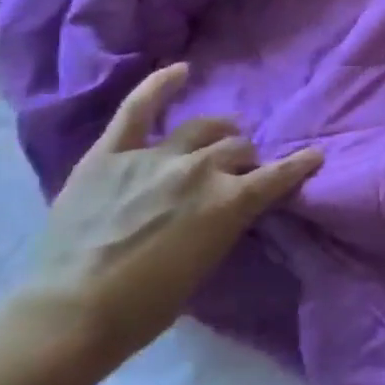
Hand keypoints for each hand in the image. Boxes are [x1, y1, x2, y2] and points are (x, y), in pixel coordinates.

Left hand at [22, 63, 322, 357]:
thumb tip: (233, 202)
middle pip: (238, 148)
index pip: (278, 175)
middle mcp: (198, 170)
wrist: (70, 314)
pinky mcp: (110, 155)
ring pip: (201, 128)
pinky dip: (160, 86)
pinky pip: (138, 110)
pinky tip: (181, 70)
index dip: (300, 165)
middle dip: (245, 159)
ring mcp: (152, 157)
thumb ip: (226, 221)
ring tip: (219, 138)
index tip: (314, 157)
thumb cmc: (148, 304)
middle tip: (239, 172)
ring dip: (217, 133)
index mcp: (228, 202)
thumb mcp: (209, 261)